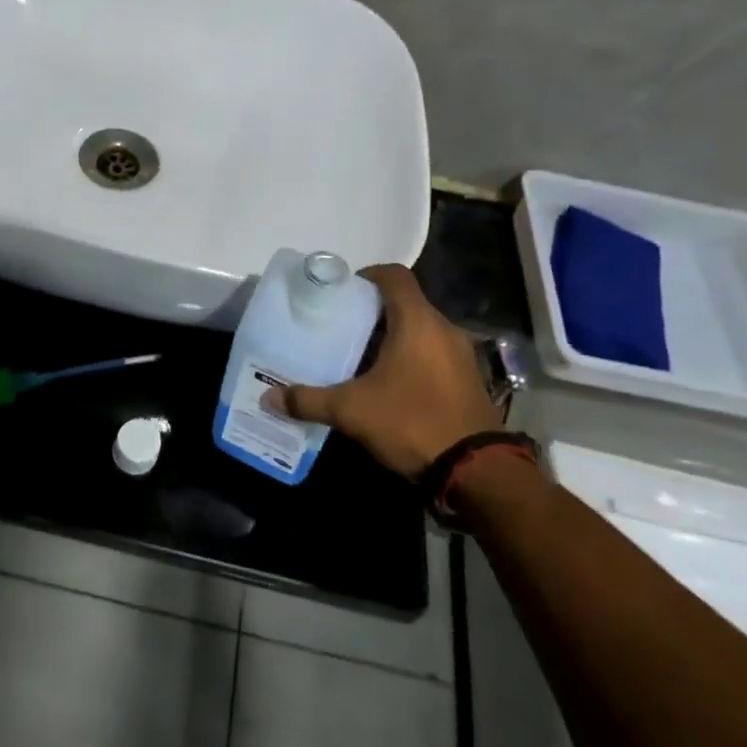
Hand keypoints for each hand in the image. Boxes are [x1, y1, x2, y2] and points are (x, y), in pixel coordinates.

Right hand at [267, 265, 504, 478]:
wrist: (477, 471)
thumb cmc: (411, 421)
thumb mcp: (352, 411)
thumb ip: (309, 400)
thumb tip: (269, 398)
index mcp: (417, 321)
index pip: (393, 275)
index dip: (367, 275)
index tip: (342, 292)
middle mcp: (443, 328)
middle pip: (405, 303)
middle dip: (373, 312)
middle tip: (341, 327)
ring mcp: (461, 354)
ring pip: (420, 330)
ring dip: (393, 336)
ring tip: (360, 356)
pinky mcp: (468, 379)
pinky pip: (434, 353)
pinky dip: (411, 357)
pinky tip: (389, 383)